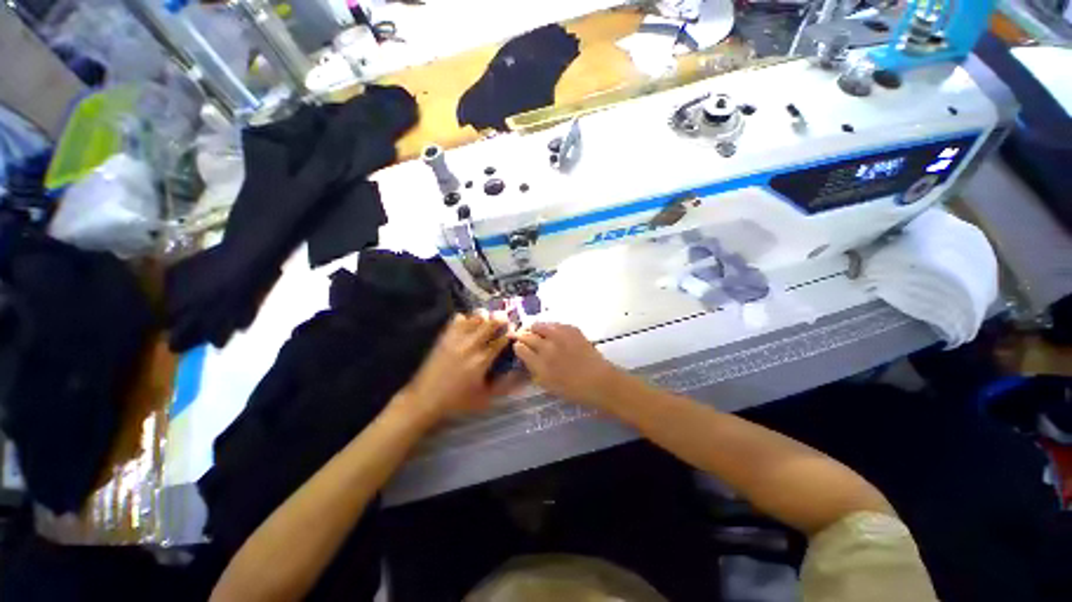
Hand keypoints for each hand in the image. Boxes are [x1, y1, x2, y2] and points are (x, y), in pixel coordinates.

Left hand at [399, 313, 523, 424]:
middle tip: (503, 322)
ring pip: (476, 317)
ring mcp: (457, 339)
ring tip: (487, 323)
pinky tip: (469, 327)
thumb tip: (521, 376)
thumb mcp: (485, 398)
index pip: (502, 339)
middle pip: (491, 322)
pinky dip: (467, 318)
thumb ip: (505, 386)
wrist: (425, 398)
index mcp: (482, 360)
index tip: (513, 332)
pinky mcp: (445, 337)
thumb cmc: (457, 401)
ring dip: (485, 317)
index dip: (510, 332)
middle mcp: (471, 345)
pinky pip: (458, 318)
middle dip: (501, 319)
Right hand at [511, 322, 622, 406]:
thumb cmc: (574, 390)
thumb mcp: (548, 385)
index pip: (520, 348)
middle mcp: (547, 348)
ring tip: (535, 330)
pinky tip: (553, 331)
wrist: (600, 381)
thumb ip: (535, 370)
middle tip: (522, 335)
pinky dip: (551, 327)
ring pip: (540, 325)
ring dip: (535, 328)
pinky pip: (556, 324)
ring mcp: (560, 336)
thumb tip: (527, 358)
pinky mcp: (572, 330)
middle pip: (527, 335)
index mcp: (539, 365)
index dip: (517, 346)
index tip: (518, 346)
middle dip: (522, 335)